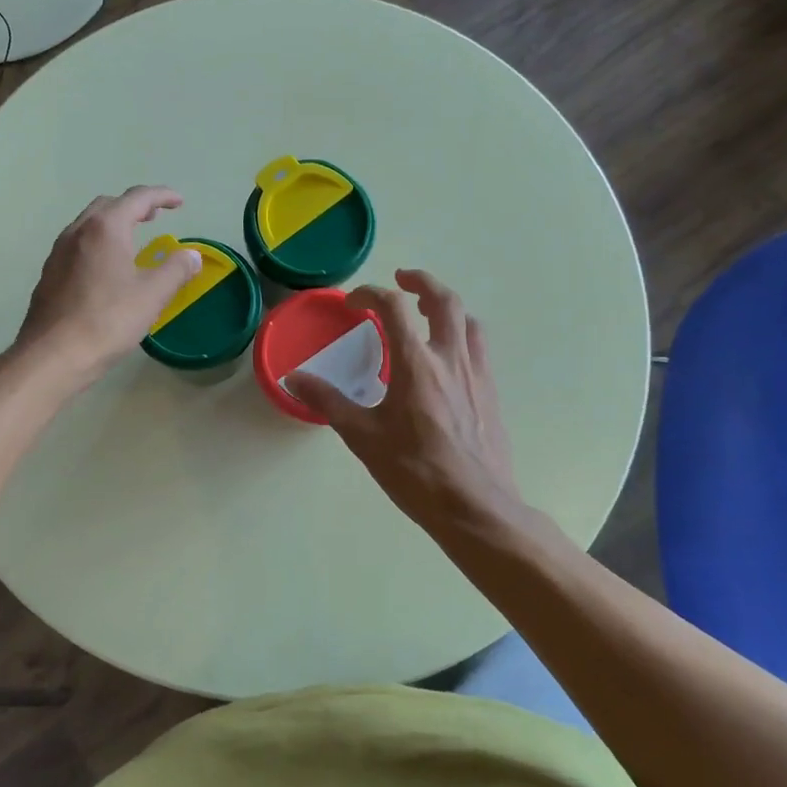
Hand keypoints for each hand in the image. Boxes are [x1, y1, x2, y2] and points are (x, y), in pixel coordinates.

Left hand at [16, 186, 201, 391]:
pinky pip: (78, 245)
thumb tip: (192, 255)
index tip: (179, 202)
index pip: (137, 198)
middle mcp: (78, 231)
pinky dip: (98, 243)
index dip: (162, 196)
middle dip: (134, 206)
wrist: (54, 355)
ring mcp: (58, 252)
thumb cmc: (108, 320)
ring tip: (132, 238)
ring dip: (113, 223)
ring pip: (89, 224)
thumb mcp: (152, 295)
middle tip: (155, 217)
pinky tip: (106, 267)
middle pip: (108, 205)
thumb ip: (176, 269)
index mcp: (105, 228)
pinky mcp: (50, 274)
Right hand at [288, 270, 520, 534]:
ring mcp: (477, 375)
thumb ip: (328, 402)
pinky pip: (479, 349)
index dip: (371, 294)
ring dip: (447, 307)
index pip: (393, 307)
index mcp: (416, 364)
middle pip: (444, 300)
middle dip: (422, 282)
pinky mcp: (492, 394)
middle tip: (402, 279)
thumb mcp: (362, 437)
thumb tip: (295, 379)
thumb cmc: (414, 471)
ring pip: (468, 321)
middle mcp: (450, 359)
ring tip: (427, 314)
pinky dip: (461, 335)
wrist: (474, 507)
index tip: (354, 303)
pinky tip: (447, 360)